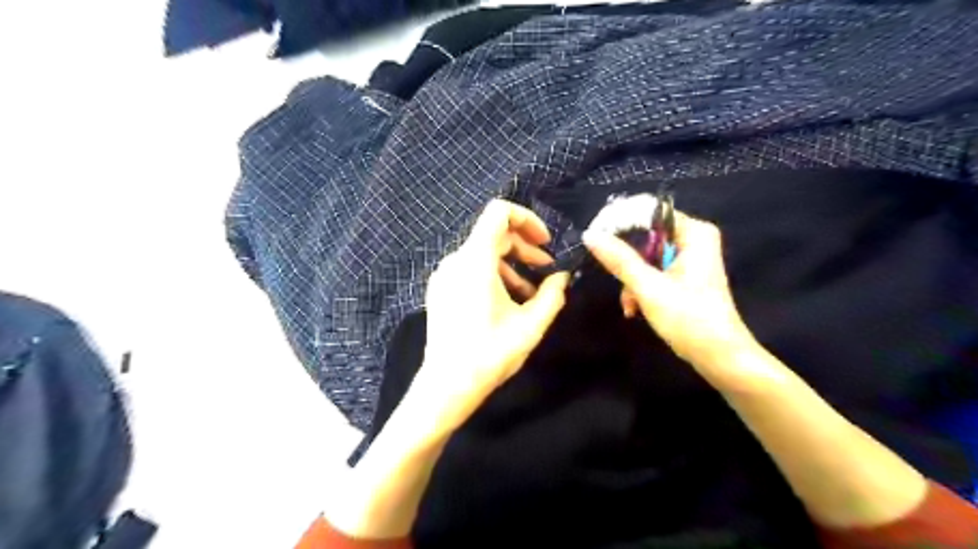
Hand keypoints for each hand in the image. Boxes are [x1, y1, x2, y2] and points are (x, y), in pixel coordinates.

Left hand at [410, 200, 569, 438]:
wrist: (447, 386)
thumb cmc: (490, 354)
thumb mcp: (531, 325)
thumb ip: (552, 295)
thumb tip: (563, 277)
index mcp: (475, 260)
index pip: (498, 212)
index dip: (527, 219)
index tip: (546, 242)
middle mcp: (455, 260)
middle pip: (494, 235)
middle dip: (525, 248)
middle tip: (547, 268)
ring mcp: (444, 275)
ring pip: (483, 254)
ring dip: (511, 265)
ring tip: (532, 293)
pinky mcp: (440, 290)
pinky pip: (470, 270)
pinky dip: (493, 276)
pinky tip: (509, 302)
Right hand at [583, 207, 758, 389]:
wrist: (720, 358)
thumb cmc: (689, 319)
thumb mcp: (649, 287)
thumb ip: (620, 259)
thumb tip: (590, 234)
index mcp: (693, 233)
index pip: (648, 211)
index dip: (620, 222)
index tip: (595, 238)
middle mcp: (693, 239)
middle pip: (645, 235)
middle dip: (626, 261)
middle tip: (614, 278)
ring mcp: (688, 259)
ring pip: (645, 256)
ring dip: (631, 280)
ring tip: (630, 304)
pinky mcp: (683, 277)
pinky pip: (653, 271)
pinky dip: (641, 288)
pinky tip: (635, 308)